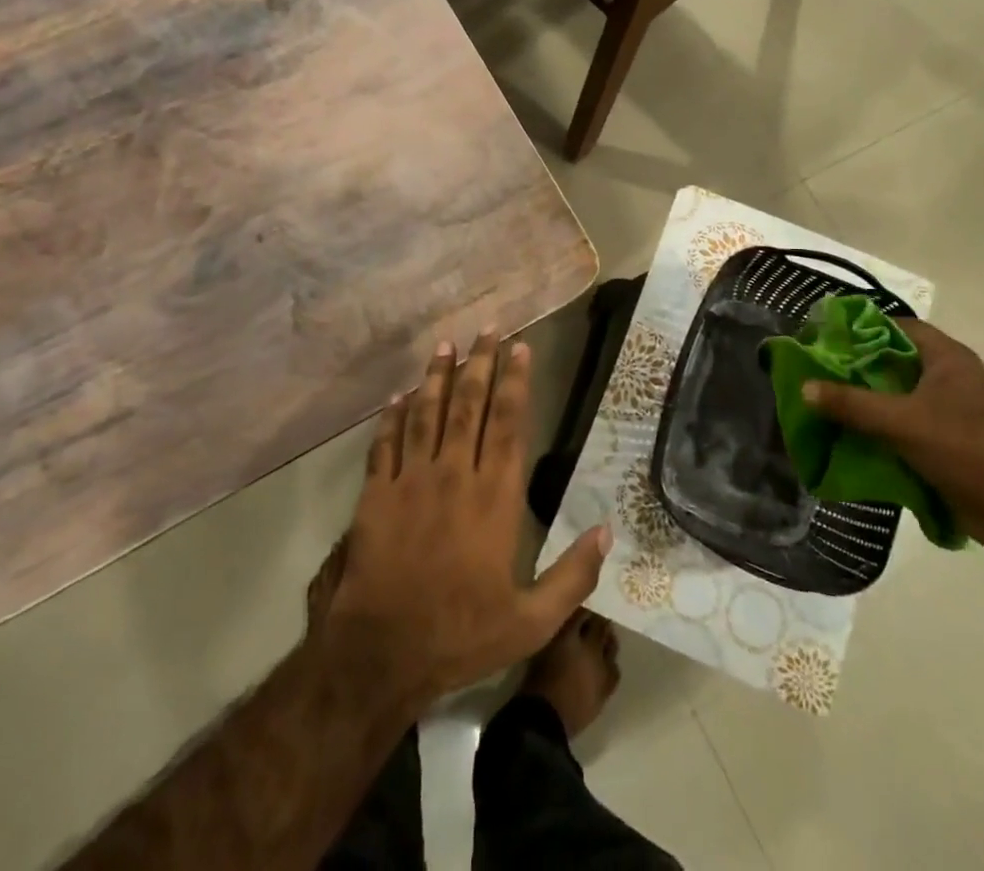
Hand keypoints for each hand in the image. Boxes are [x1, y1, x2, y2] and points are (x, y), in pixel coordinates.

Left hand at [322, 333, 609, 708]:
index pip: (508, 424)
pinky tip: (397, 396)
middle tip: (488, 329)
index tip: (520, 348)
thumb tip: (607, 530)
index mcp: (494, 498)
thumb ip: (573, 575)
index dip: (515, 382)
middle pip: (469, 406)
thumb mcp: (531, 622)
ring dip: (436, 376)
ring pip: (426, 414)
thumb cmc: (461, 635)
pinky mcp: (376, 495)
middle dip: (480, 363)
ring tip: (445, 344)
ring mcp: (411, 481)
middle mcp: (454, 476)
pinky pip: (384, 444)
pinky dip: (391, 417)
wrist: (381, 654)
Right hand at [801, 318, 983, 552]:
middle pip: (895, 361)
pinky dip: (883, 428)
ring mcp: (954, 411)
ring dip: (868, 401)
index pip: (898, 326)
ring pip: (900, 396)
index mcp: (947, 358)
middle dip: (858, 368)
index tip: (826, 338)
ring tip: (827, 405)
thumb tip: (804, 387)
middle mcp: (951, 377)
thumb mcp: (902, 422)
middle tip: (818, 373)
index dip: (861, 328)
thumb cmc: (966, 449)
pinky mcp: (952, 442)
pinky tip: (853, 437)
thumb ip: (852, 404)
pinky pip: (909, 424)